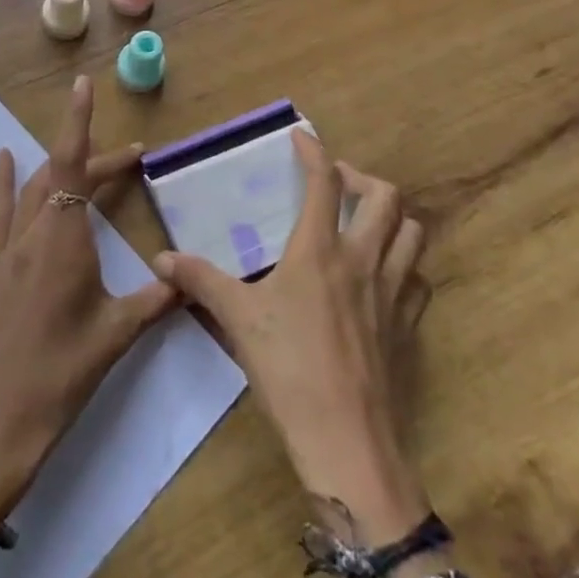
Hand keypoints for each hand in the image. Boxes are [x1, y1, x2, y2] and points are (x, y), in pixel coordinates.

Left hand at [0, 75, 176, 519]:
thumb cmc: (62, 375)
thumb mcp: (117, 335)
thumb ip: (156, 299)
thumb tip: (189, 278)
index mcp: (64, 239)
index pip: (73, 165)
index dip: (78, 121)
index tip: (83, 84)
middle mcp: (32, 231)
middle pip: (61, 175)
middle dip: (94, 159)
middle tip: (131, 160)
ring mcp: (5, 249)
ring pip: (33, 189)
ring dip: (59, 167)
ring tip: (86, 159)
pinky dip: (5, 182)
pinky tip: (5, 160)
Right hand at [156, 131, 439, 577]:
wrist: (345, 440)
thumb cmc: (288, 369)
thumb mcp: (237, 318)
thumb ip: (200, 281)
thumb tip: (161, 258)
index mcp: (320, 251)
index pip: (324, 182)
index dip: (314, 151)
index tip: (301, 137)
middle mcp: (363, 260)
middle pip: (385, 196)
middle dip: (361, 178)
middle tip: (335, 184)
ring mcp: (392, 292)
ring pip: (412, 232)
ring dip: (390, 215)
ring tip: (363, 221)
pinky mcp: (407, 325)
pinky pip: (417, 278)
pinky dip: (403, 262)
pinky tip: (382, 274)